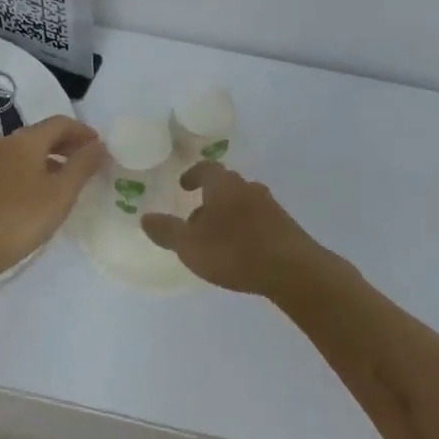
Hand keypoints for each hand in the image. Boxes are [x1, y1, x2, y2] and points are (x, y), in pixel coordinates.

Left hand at [0, 115, 107, 282]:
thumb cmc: (20, 218)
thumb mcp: (61, 193)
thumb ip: (83, 165)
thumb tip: (100, 145)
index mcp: (26, 140)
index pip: (61, 123)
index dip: (85, 132)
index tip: (103, 148)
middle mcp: (7, 144)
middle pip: (45, 134)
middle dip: (70, 144)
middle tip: (92, 162)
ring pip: (31, 151)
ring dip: (55, 158)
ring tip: (74, 179)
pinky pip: (20, 166)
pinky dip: (39, 170)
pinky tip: (47, 193)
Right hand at [140, 162, 336, 297]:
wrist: (293, 270)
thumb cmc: (235, 251)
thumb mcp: (190, 245)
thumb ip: (167, 231)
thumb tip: (145, 217)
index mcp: (224, 185)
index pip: (206, 169)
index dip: (193, 175)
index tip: (184, 185)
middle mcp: (248, 188)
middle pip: (225, 185)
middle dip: (209, 198)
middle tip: (195, 217)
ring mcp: (270, 206)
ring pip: (242, 203)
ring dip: (227, 214)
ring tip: (216, 238)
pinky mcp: (284, 226)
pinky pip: (257, 219)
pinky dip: (244, 228)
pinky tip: (240, 250)